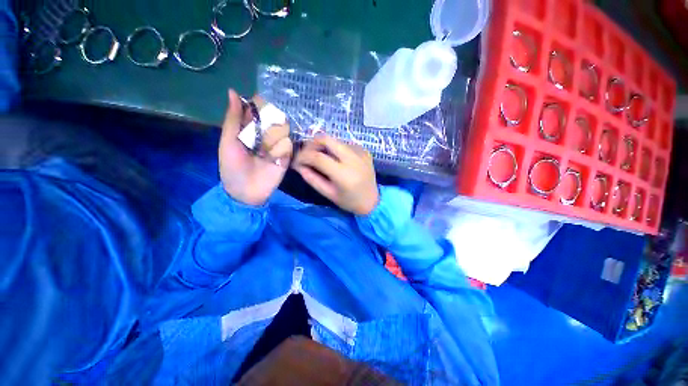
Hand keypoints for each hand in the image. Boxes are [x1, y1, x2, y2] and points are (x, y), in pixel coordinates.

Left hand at [219, 89, 292, 205]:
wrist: (246, 192)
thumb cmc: (232, 167)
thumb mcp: (228, 141)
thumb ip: (233, 119)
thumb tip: (233, 91)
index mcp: (250, 129)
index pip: (258, 109)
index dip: (259, 105)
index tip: (259, 105)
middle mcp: (266, 134)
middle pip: (274, 117)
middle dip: (267, 124)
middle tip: (259, 137)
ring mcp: (278, 145)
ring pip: (284, 130)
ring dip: (272, 139)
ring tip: (264, 153)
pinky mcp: (287, 156)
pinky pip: (288, 145)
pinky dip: (280, 150)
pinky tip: (273, 159)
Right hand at [293, 134, 378, 214]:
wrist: (373, 201)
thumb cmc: (349, 201)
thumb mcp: (329, 194)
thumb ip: (312, 179)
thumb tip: (298, 166)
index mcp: (343, 174)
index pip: (318, 157)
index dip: (303, 156)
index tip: (297, 161)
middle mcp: (353, 159)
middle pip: (327, 139)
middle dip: (312, 144)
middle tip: (306, 154)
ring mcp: (360, 152)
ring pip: (335, 140)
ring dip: (324, 146)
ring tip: (319, 157)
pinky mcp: (364, 151)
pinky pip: (345, 144)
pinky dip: (335, 149)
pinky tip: (335, 159)